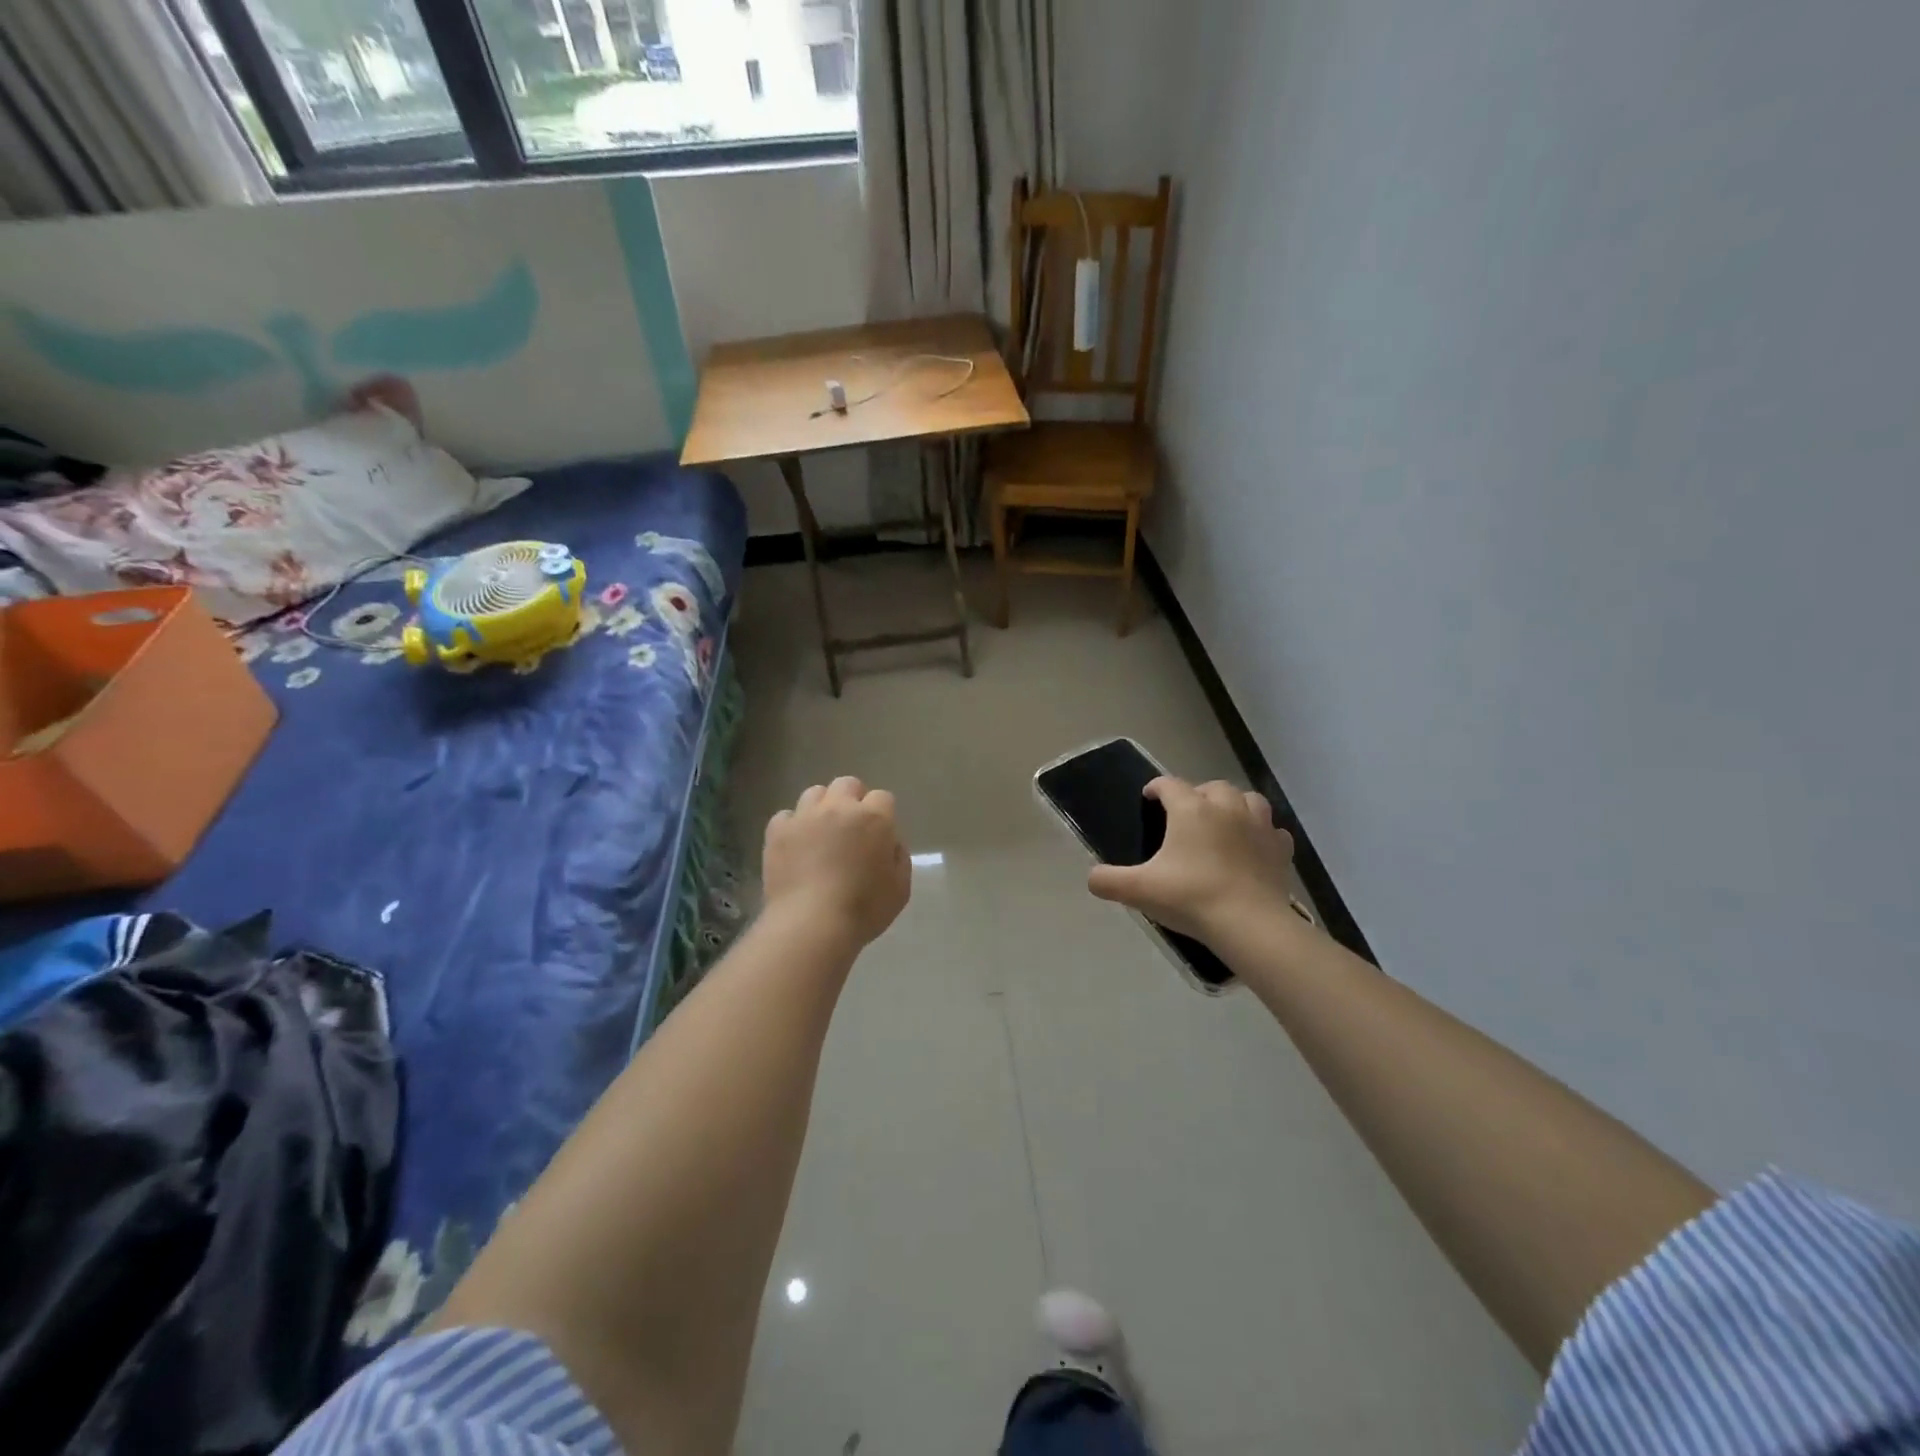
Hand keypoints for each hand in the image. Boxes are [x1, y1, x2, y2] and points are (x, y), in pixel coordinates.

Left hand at [763, 776, 910, 948]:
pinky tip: (796, 845)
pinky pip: (786, 816)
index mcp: (874, 818)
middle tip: (851, 827)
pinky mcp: (777, 831)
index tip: (879, 835)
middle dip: (852, 799)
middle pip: (848, 784)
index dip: (883, 814)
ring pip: (814, 793)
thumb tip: (889, 842)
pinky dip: (792, 826)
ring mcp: (805, 816)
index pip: (883, 797)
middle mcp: (839, 807)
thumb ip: (899, 857)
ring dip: (822, 807)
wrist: (811, 924)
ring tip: (821, 832)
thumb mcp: (900, 888)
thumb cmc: (863, 909)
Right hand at [1087, 777, 1296, 943]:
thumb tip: (1092, 878)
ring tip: (1223, 822)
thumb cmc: (1191, 898)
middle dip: (1197, 794)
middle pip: (1211, 787)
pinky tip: (1253, 846)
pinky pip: (1271, 830)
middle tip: (1186, 814)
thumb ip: (1109, 881)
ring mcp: (1259, 826)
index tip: (1149, 797)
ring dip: (1233, 805)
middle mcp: (1226, 807)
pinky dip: (1261, 832)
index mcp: (1191, 810)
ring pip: (1247, 800)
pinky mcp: (1280, 848)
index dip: (1157, 788)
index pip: (1170, 784)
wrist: (1250, 924)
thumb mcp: (1139, 890)